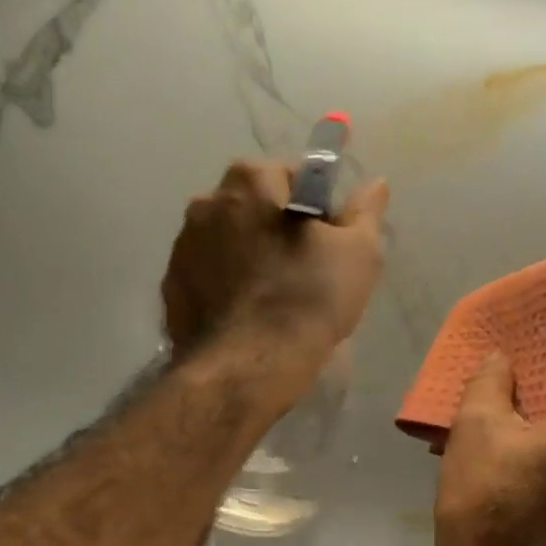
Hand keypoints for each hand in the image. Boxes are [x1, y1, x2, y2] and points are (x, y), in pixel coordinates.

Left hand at [162, 159, 388, 377]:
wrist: (248, 368)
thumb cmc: (307, 301)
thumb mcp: (358, 254)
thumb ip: (366, 212)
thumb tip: (375, 184)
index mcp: (250, 180)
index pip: (292, 177)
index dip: (316, 209)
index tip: (327, 242)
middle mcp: (206, 202)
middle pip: (254, 208)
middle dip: (276, 230)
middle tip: (302, 272)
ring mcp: (181, 246)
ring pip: (227, 242)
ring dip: (247, 257)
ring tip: (271, 299)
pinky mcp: (170, 288)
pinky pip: (207, 276)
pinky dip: (224, 287)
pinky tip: (244, 316)